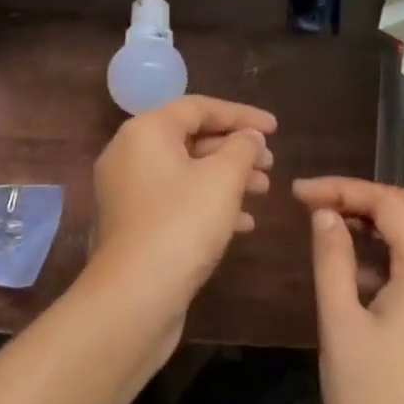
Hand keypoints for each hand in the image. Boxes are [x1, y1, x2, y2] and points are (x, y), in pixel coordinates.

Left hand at [89, 97, 276, 322]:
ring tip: (264, 190)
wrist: (134, 296)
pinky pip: (175, 200)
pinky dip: (208, 203)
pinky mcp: (133, 224)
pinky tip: (243, 223)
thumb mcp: (223, 179)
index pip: (199, 107)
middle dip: (235, 149)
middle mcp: (129, 153)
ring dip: (226, 178)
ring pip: (186, 172)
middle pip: (190, 138)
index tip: (275, 129)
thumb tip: (249, 137)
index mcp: (146, 131)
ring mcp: (127, 191)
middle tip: (271, 163)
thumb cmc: (182, 224)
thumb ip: (242, 148)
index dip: (241, 115)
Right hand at [294, 176, 403, 403]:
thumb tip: (325, 213)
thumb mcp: (339, 324)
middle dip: (365, 197)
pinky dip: (391, 255)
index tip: (298, 193)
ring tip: (328, 229)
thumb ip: (332, 258)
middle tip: (315, 203)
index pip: (391, 205)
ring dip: (378, 224)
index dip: (343, 188)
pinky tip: (355, 270)